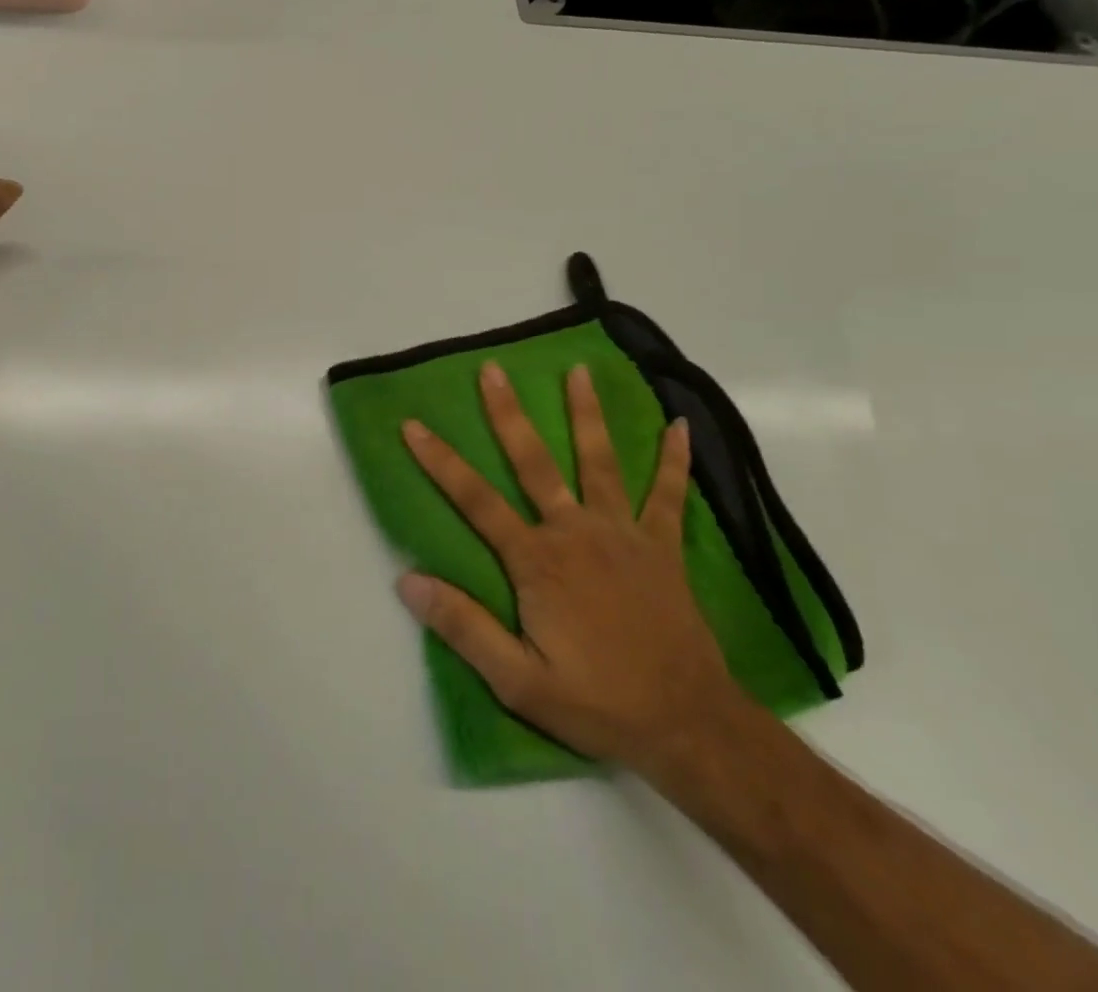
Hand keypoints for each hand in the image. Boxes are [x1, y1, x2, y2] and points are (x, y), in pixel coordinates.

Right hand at [396, 361, 742, 772]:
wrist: (690, 727)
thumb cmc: (598, 704)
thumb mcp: (518, 681)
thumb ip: (463, 627)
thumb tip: (406, 580)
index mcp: (537, 561)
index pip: (476, 501)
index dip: (441, 462)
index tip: (414, 425)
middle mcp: (575, 532)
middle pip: (534, 462)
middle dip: (509, 414)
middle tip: (492, 370)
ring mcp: (623, 535)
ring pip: (599, 462)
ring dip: (587, 414)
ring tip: (579, 370)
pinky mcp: (662, 548)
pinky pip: (668, 496)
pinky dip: (674, 461)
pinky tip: (680, 426)